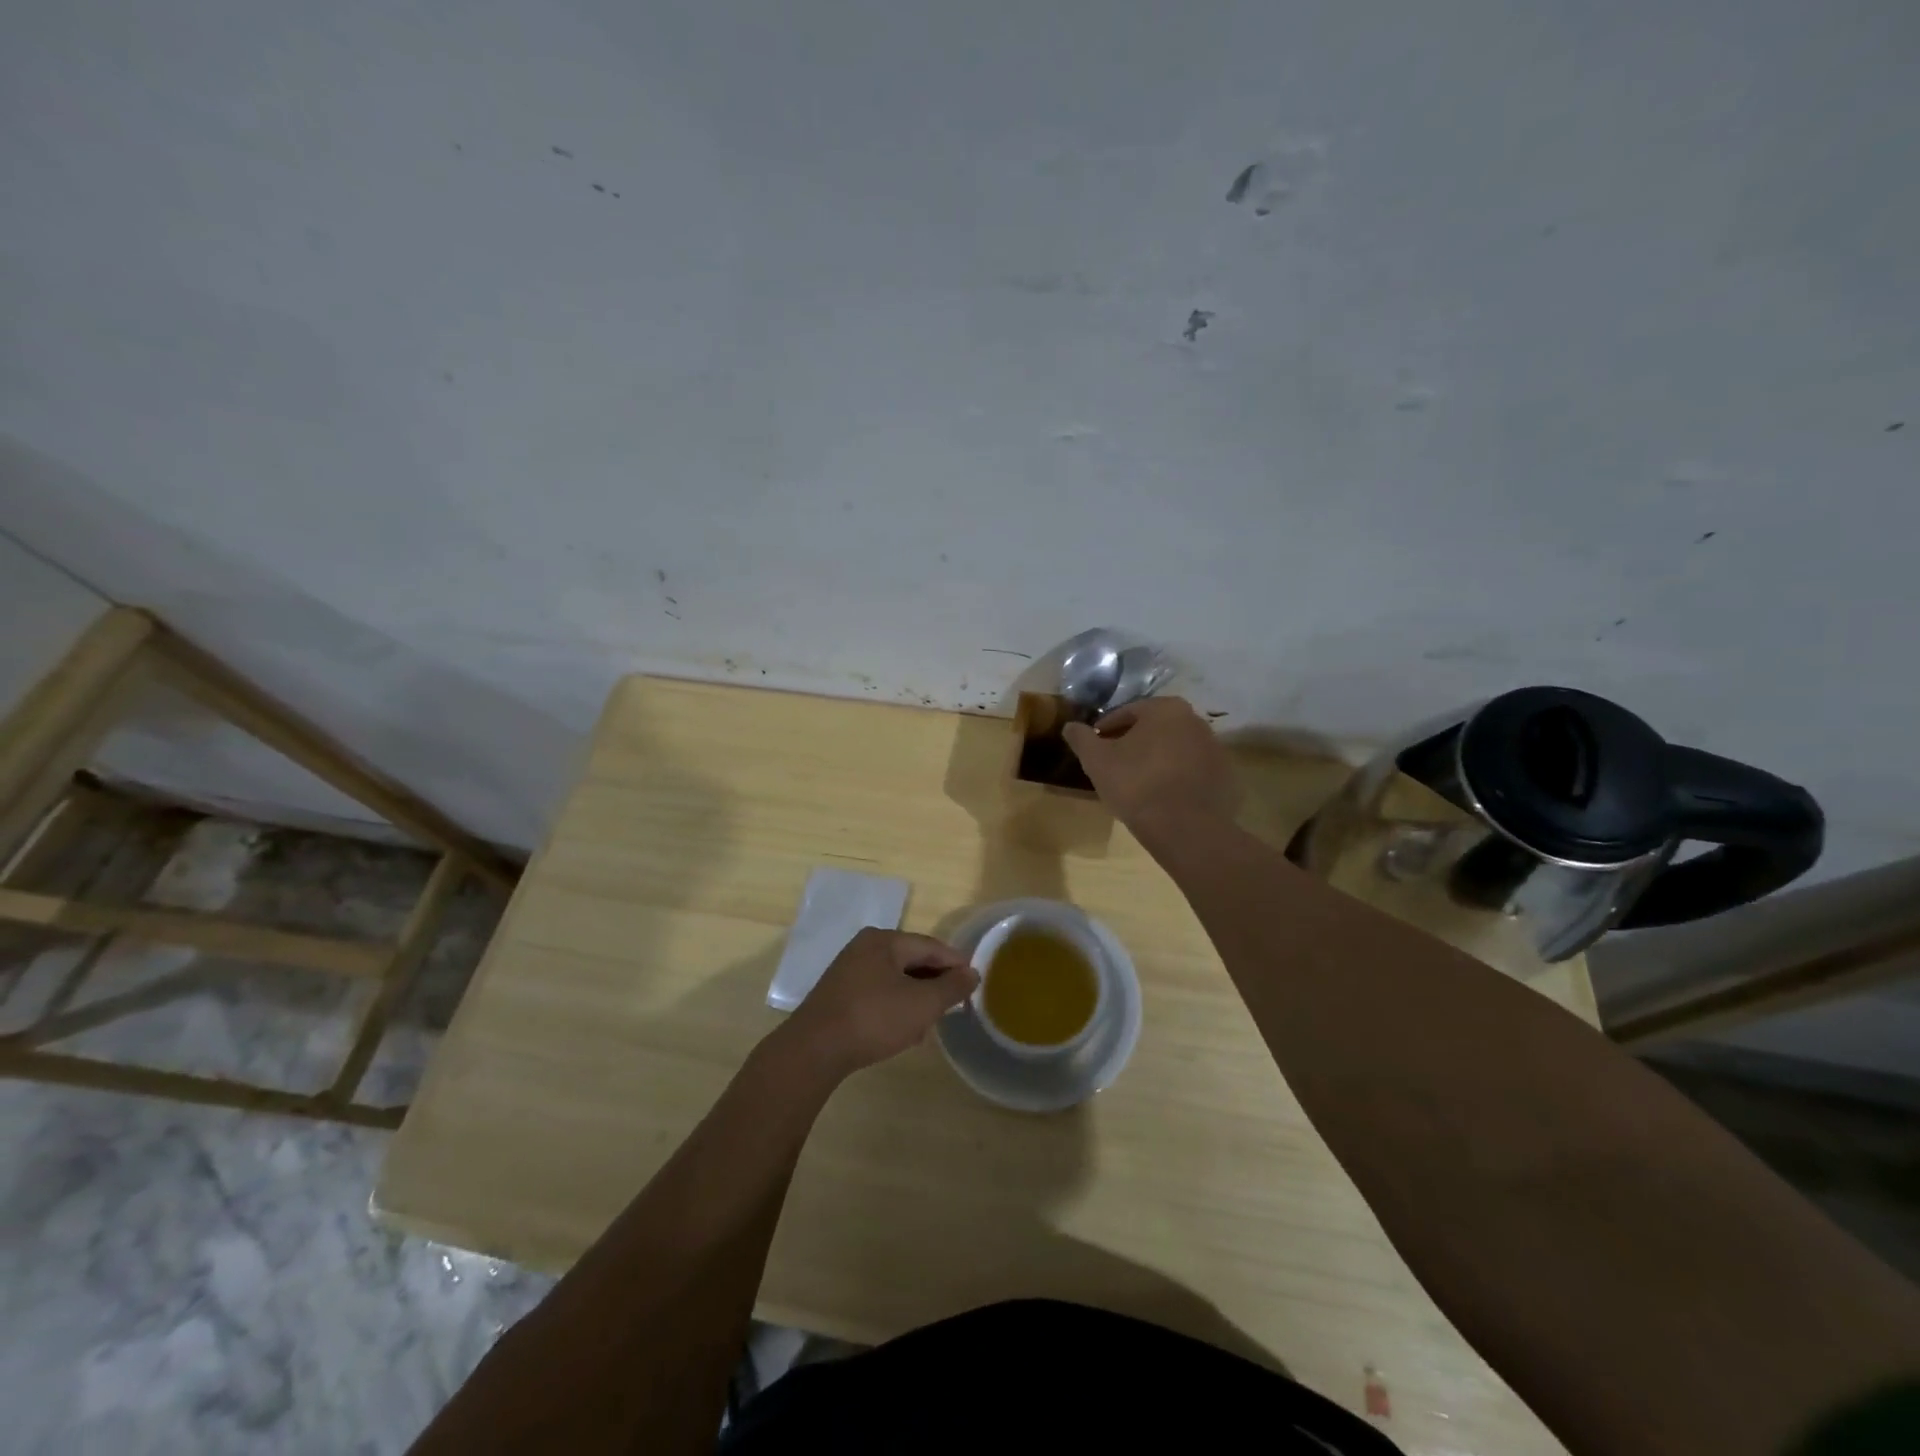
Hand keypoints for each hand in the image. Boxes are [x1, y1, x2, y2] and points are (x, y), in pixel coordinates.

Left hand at [781, 928, 978, 1075]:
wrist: (814, 1050)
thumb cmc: (874, 1019)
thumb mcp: (922, 1004)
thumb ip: (952, 987)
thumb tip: (972, 973)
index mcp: (885, 940)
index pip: (931, 946)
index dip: (955, 963)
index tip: (975, 983)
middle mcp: (865, 947)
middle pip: (912, 960)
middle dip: (935, 983)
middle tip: (955, 1005)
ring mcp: (849, 970)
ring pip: (895, 979)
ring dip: (916, 999)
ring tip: (931, 1023)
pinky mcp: (839, 994)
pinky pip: (878, 993)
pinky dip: (895, 1007)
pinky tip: (903, 1032)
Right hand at [1063, 696, 1239, 837]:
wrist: (1186, 829)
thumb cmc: (1136, 785)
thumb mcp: (1097, 761)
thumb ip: (1081, 738)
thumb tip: (1069, 726)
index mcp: (1166, 709)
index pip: (1127, 713)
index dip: (1105, 730)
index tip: (1094, 748)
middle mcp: (1196, 721)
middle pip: (1154, 729)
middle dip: (1133, 743)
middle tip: (1113, 766)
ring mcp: (1216, 750)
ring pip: (1175, 750)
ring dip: (1156, 760)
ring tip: (1137, 784)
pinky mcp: (1226, 777)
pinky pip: (1193, 772)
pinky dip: (1177, 779)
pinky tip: (1162, 798)